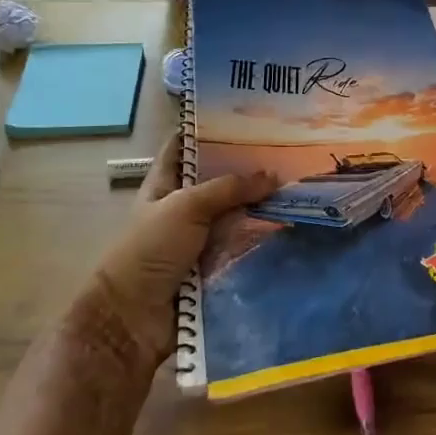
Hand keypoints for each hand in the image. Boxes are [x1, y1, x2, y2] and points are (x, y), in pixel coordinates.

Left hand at [66, 134, 275, 377]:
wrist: (133, 319)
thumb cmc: (150, 249)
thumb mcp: (186, 207)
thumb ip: (229, 188)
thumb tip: (273, 175)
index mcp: (164, 185)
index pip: (183, 146)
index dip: (207, 129)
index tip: (243, 114)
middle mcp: (182, 209)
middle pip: (218, 182)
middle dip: (248, 170)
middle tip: (290, 152)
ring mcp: (198, 241)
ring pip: (235, 216)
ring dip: (261, 208)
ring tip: (302, 187)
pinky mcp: (213, 269)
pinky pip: (242, 249)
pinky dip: (263, 241)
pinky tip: (295, 227)